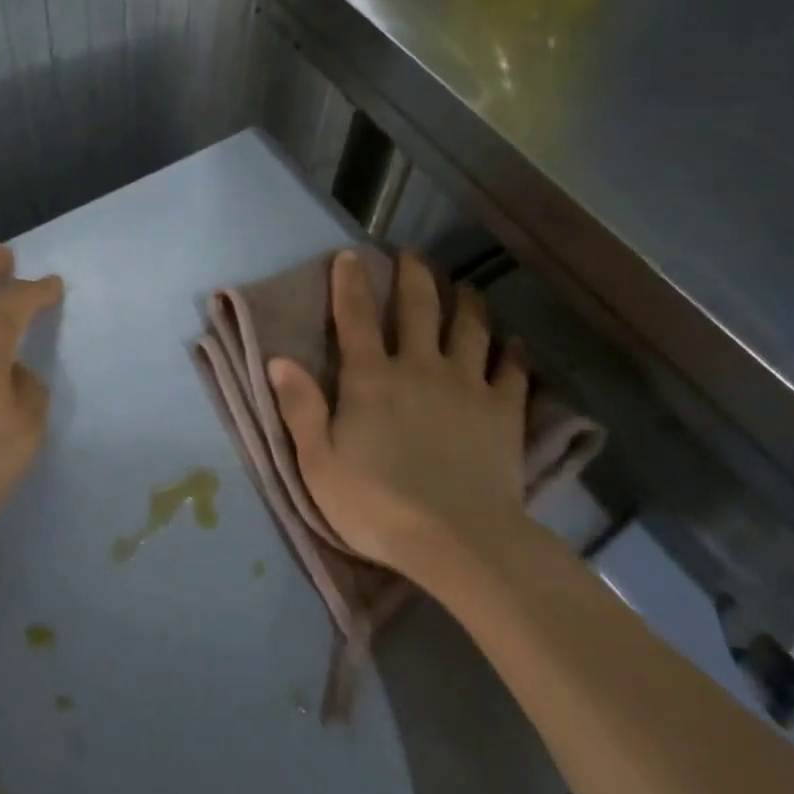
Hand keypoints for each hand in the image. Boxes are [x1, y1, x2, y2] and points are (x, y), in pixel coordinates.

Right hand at [267, 249, 528, 578]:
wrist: (457, 539)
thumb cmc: (377, 505)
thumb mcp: (318, 464)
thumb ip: (300, 409)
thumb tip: (279, 360)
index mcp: (371, 378)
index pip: (355, 318)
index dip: (349, 283)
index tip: (349, 255)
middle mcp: (420, 367)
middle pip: (419, 308)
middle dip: (415, 275)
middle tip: (414, 254)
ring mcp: (467, 385)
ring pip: (470, 328)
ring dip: (467, 302)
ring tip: (467, 287)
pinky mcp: (504, 411)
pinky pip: (512, 370)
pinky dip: (513, 352)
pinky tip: (514, 342)